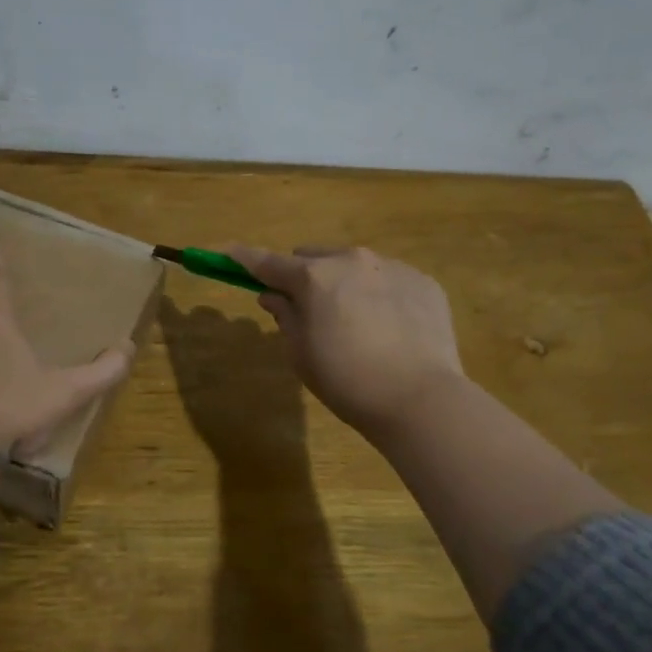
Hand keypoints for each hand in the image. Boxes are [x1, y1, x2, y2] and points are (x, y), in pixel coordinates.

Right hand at [227, 244, 465, 442]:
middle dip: (304, 278)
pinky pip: (389, 280)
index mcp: (314, 277)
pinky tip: (390, 330)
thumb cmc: (348, 381)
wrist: (421, 398)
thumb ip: (285, 316)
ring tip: (358, 325)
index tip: (227, 253)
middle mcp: (352, 260)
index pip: (268, 262)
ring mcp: (392, 267)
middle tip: (308, 311)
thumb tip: (274, 295)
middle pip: (314, 258)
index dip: (244, 259)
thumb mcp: (301, 354)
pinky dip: (379, 295)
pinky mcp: (423, 282)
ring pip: (354, 266)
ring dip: (344, 284)